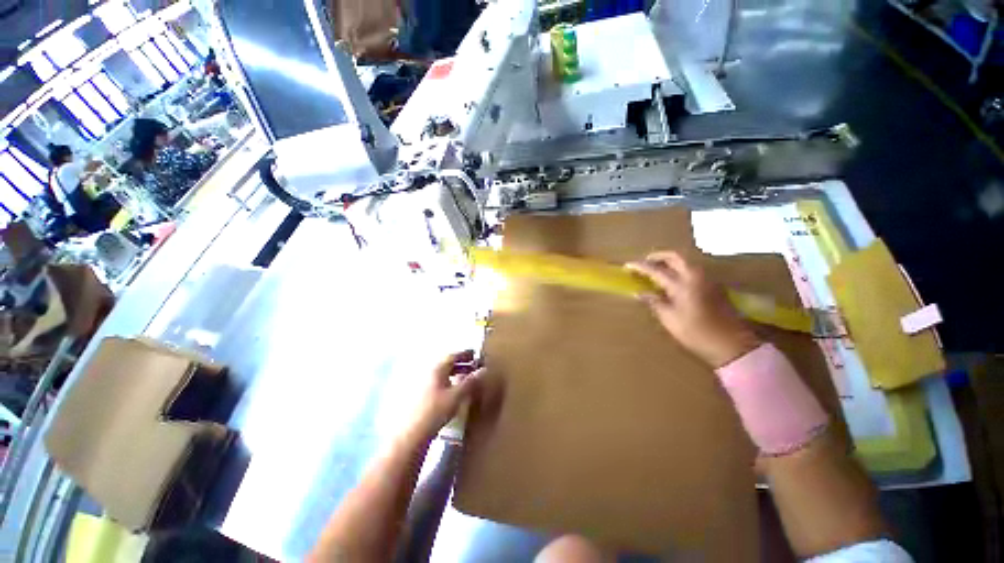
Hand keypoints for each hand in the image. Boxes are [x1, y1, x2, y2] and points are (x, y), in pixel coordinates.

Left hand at [408, 350, 482, 441]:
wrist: (413, 434)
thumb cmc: (436, 411)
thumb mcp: (457, 395)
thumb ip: (471, 382)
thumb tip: (483, 370)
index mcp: (437, 369)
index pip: (452, 356)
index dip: (465, 354)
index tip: (475, 354)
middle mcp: (430, 374)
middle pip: (447, 364)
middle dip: (462, 364)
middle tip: (474, 366)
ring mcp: (425, 385)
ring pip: (443, 374)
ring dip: (456, 373)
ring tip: (468, 378)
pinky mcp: (423, 396)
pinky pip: (440, 383)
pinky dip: (450, 382)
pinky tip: (455, 391)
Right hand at [627, 251, 760, 367]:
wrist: (731, 344)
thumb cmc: (696, 333)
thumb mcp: (670, 319)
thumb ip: (654, 302)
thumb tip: (639, 293)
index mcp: (681, 284)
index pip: (655, 270)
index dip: (640, 267)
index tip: (627, 265)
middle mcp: (694, 277)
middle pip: (674, 257)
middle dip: (657, 256)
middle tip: (645, 262)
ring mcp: (706, 280)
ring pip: (685, 262)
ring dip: (669, 262)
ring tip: (656, 271)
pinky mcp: (712, 286)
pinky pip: (692, 270)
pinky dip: (679, 269)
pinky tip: (672, 281)